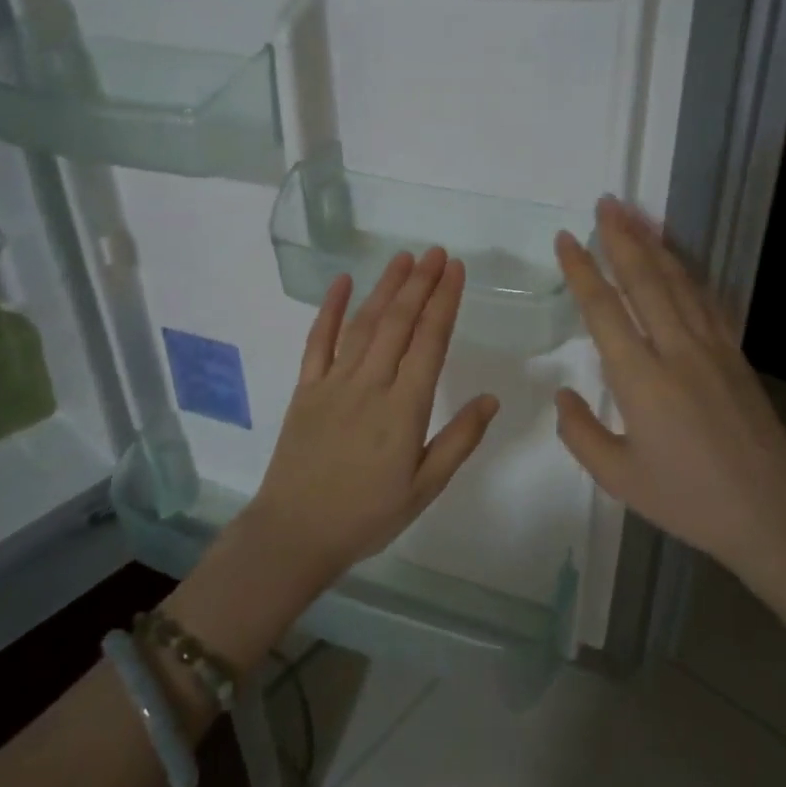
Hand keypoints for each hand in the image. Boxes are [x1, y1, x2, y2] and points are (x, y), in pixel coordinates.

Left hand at [247, 247, 499, 578]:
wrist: (295, 533)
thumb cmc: (367, 515)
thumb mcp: (424, 488)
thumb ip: (459, 441)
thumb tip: (491, 398)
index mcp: (404, 409)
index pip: (429, 342)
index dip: (444, 302)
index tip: (455, 270)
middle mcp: (370, 385)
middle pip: (398, 323)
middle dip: (420, 284)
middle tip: (436, 253)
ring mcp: (333, 383)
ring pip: (364, 324)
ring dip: (385, 288)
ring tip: (403, 258)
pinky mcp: (306, 389)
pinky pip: (318, 341)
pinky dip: (329, 309)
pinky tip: (342, 282)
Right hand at [552, 198, 785, 576]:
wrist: (771, 513)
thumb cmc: (688, 499)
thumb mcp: (618, 477)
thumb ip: (580, 432)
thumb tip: (564, 393)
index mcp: (640, 380)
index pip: (604, 309)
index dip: (582, 270)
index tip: (567, 238)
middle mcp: (677, 351)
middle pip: (645, 280)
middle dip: (622, 237)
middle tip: (605, 202)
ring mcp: (713, 348)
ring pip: (679, 282)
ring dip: (655, 244)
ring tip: (636, 214)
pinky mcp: (736, 354)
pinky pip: (707, 301)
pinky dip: (688, 272)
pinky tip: (678, 259)